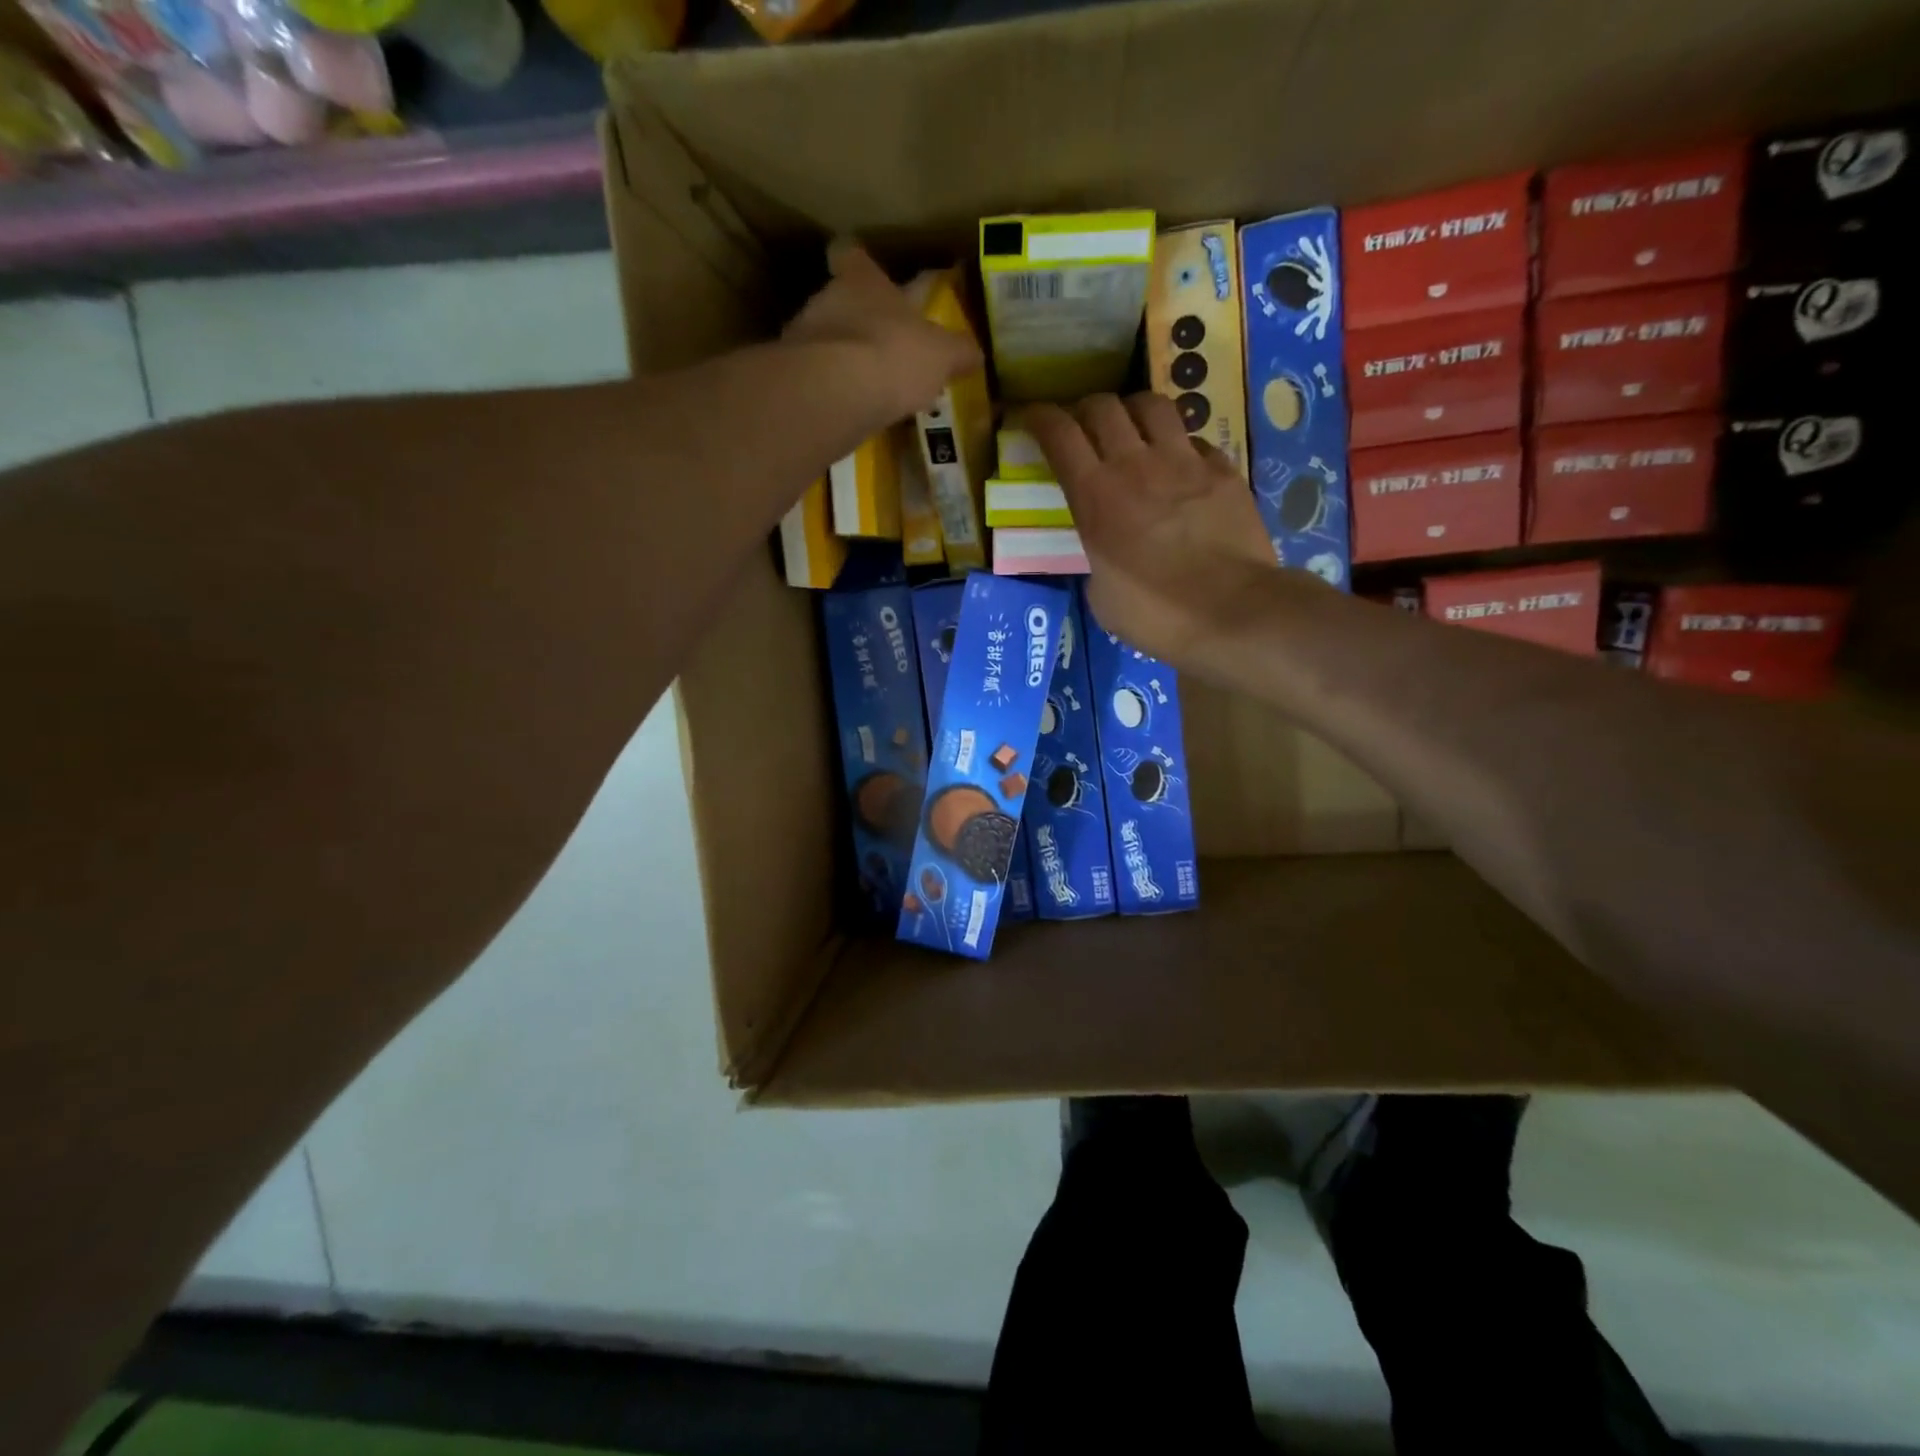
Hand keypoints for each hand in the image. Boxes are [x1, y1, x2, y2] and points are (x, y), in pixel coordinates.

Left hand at [784, 242, 981, 422]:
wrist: (834, 394)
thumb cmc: (893, 355)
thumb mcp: (941, 354)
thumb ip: (958, 352)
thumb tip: (976, 353)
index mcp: (864, 281)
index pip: (855, 256)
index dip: (862, 265)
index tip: (868, 276)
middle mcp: (828, 298)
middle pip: (841, 301)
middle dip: (860, 321)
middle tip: (882, 348)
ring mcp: (803, 337)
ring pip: (826, 340)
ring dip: (843, 359)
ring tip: (866, 387)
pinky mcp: (793, 377)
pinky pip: (817, 379)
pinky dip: (831, 391)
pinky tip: (848, 410)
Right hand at [1023, 392, 1282, 667]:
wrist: (1231, 613)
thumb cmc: (1155, 615)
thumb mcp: (1101, 596)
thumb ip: (1095, 558)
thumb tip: (1104, 552)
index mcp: (1095, 498)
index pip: (1059, 435)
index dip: (1040, 418)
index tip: (1031, 418)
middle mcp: (1135, 466)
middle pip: (1102, 407)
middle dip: (1085, 410)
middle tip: (1083, 427)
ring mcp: (1183, 462)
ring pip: (1152, 405)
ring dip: (1133, 412)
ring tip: (1132, 430)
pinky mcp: (1223, 469)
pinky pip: (1194, 439)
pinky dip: (1180, 445)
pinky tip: (1181, 466)